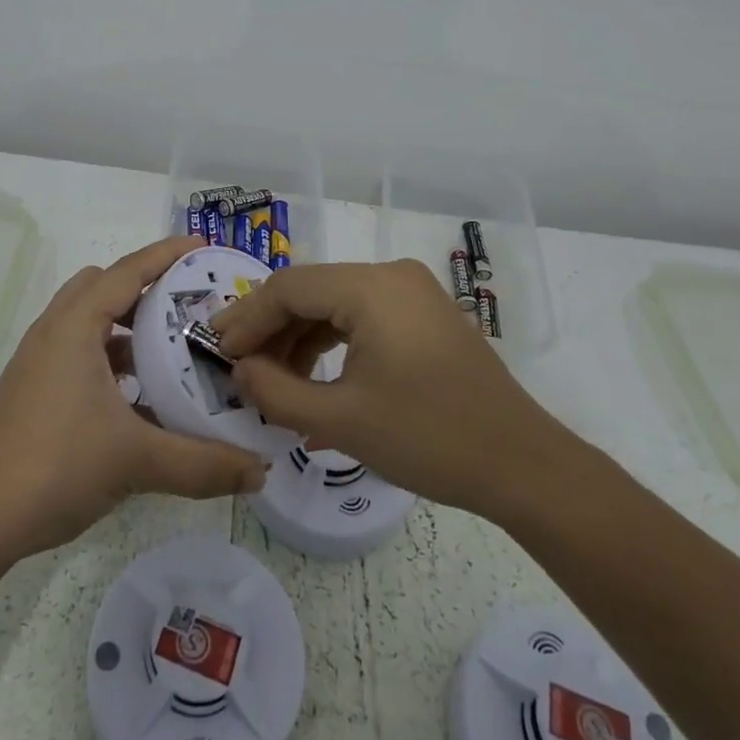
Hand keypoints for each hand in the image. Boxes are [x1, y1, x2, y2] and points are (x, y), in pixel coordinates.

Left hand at [0, 235, 266, 561]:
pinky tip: (138, 398)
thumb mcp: (136, 460)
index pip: (129, 271)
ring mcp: (39, 362)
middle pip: (104, 286)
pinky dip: (110, 359)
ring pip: (89, 321)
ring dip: (127, 326)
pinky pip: (79, 353)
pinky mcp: (33, 390)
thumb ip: (203, 464)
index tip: (203, 246)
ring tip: (170, 349)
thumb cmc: (55, 467)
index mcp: (75, 325)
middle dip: (146, 287)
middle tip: (189, 304)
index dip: (167, 254)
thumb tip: (261, 472)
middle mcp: (54, 331)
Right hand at [211, 259, 565, 519]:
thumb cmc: (429, 438)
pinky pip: (364, 317)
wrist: (522, 464)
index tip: (217, 350)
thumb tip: (240, 369)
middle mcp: (391, 275)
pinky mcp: (424, 314)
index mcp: (371, 287)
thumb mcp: (342, 420)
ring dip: (300, 340)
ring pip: (336, 304)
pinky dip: (334, 344)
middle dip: (271, 329)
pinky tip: (313, 383)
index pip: (289, 288)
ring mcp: (412, 292)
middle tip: (238, 365)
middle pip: (312, 291)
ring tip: (272, 382)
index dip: (247, 318)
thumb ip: (278, 392)